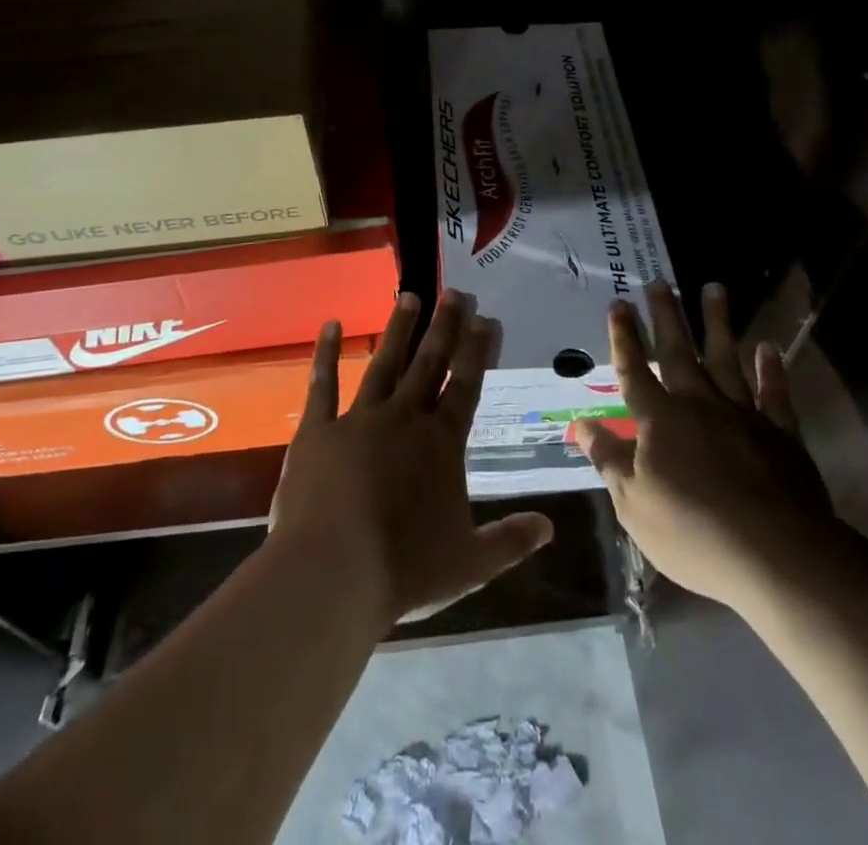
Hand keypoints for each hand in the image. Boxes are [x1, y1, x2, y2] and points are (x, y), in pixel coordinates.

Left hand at [271, 291, 554, 628]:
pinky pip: (323, 384)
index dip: (477, 350)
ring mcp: (359, 419)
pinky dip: (327, 353)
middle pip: (429, 363)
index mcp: (441, 443)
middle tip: (454, 292)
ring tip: (410, 296)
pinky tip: (332, 324)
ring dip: (398, 329)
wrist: (330, 575)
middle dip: (444, 326)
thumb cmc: (403, 570)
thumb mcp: (469, 563)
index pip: (466, 385)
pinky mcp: (317, 430)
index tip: (486, 318)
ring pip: (384, 364)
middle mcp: (404, 418)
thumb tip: (550, 528)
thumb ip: (510, 541)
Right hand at [574, 281, 835, 607]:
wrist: (775, 554)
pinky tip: (767, 347)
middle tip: (659, 282)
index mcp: (659, 420)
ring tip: (714, 288)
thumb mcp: (634, 504)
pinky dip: (771, 369)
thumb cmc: (693, 532)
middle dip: (666, 317)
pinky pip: (774, 393)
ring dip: (718, 323)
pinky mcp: (780, 433)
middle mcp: (698, 404)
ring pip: (725, 358)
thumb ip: (609, 459)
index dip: (623, 338)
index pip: (633, 370)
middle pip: (677, 352)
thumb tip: (580, 425)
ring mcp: (742, 414)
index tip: (618, 304)